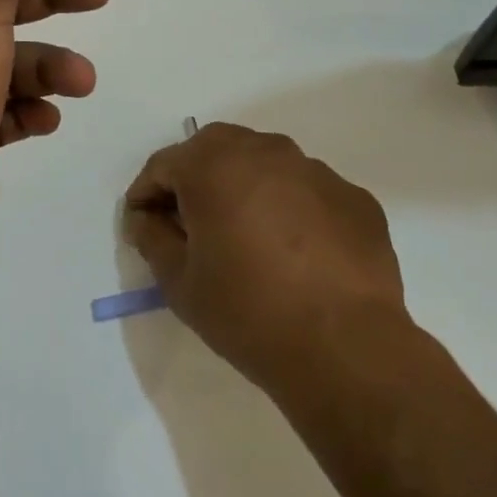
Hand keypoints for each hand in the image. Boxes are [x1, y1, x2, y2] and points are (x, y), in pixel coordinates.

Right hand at [123, 123, 409, 392]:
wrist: (345, 348)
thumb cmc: (248, 312)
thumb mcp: (179, 283)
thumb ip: (152, 238)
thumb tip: (147, 219)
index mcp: (214, 166)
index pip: (164, 164)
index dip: (146, 194)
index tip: (142, 224)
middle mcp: (266, 153)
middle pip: (215, 148)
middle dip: (194, 177)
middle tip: (190, 222)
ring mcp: (316, 171)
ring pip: (265, 163)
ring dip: (244, 186)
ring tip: (244, 234)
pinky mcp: (353, 198)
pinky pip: (306, 190)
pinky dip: (289, 206)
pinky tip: (294, 251)